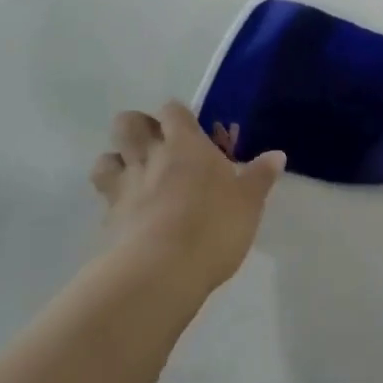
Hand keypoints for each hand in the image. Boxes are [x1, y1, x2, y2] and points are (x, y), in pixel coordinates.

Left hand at [91, 101, 285, 297]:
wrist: (161, 272)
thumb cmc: (213, 227)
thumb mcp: (249, 203)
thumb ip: (260, 176)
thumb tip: (277, 155)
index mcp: (185, 145)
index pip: (172, 110)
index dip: (179, 116)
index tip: (193, 131)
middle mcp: (150, 157)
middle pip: (128, 123)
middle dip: (138, 128)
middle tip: (159, 147)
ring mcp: (125, 187)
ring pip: (105, 158)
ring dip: (117, 162)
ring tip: (137, 177)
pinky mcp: (109, 220)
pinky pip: (105, 197)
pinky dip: (114, 199)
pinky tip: (131, 214)